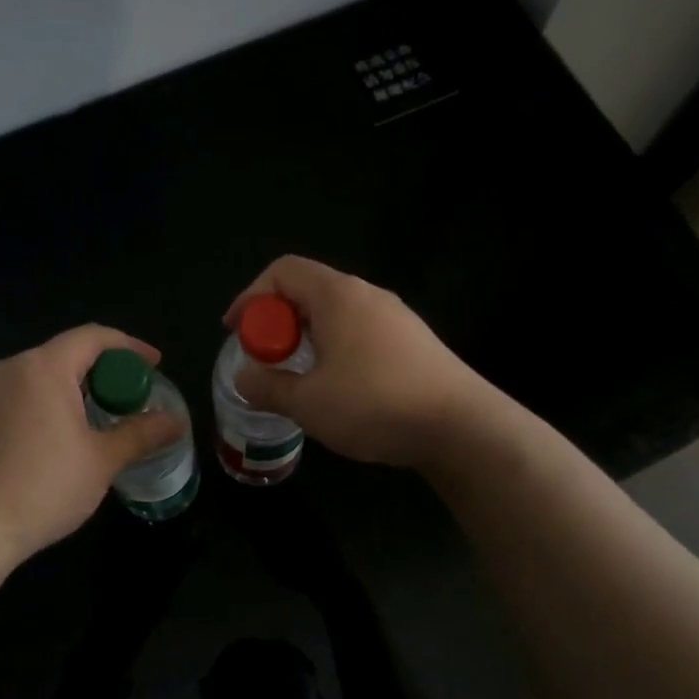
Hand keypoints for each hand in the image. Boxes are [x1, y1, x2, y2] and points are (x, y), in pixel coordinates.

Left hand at [0, 325, 184, 569]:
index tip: (155, 365)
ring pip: (40, 376)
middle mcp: (10, 367)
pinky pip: (18, 396)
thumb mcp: (102, 460)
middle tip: (130, 399)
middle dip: (103, 371)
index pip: (94, 337)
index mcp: (44, 367)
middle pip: (66, 354)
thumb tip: (176, 422)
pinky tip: (58, 438)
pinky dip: (46, 404)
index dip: (130, 346)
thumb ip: (141, 434)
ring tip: (99, 419)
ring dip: (74, 389)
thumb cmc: (43, 487)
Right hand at [224, 256, 485, 468]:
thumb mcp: (308, 402)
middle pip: (309, 290)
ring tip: (297, 376)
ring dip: (306, 337)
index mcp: (337, 296)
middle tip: (265, 358)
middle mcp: (367, 295)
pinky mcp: (414, 341)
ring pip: (336, 313)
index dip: (251, 297)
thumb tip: (244, 377)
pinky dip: (334, 348)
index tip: (236, 331)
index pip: (283, 271)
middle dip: (277, 321)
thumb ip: (267, 386)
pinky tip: (338, 387)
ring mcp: (396, 317)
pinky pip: (360, 331)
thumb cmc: (375, 405)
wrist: (462, 427)